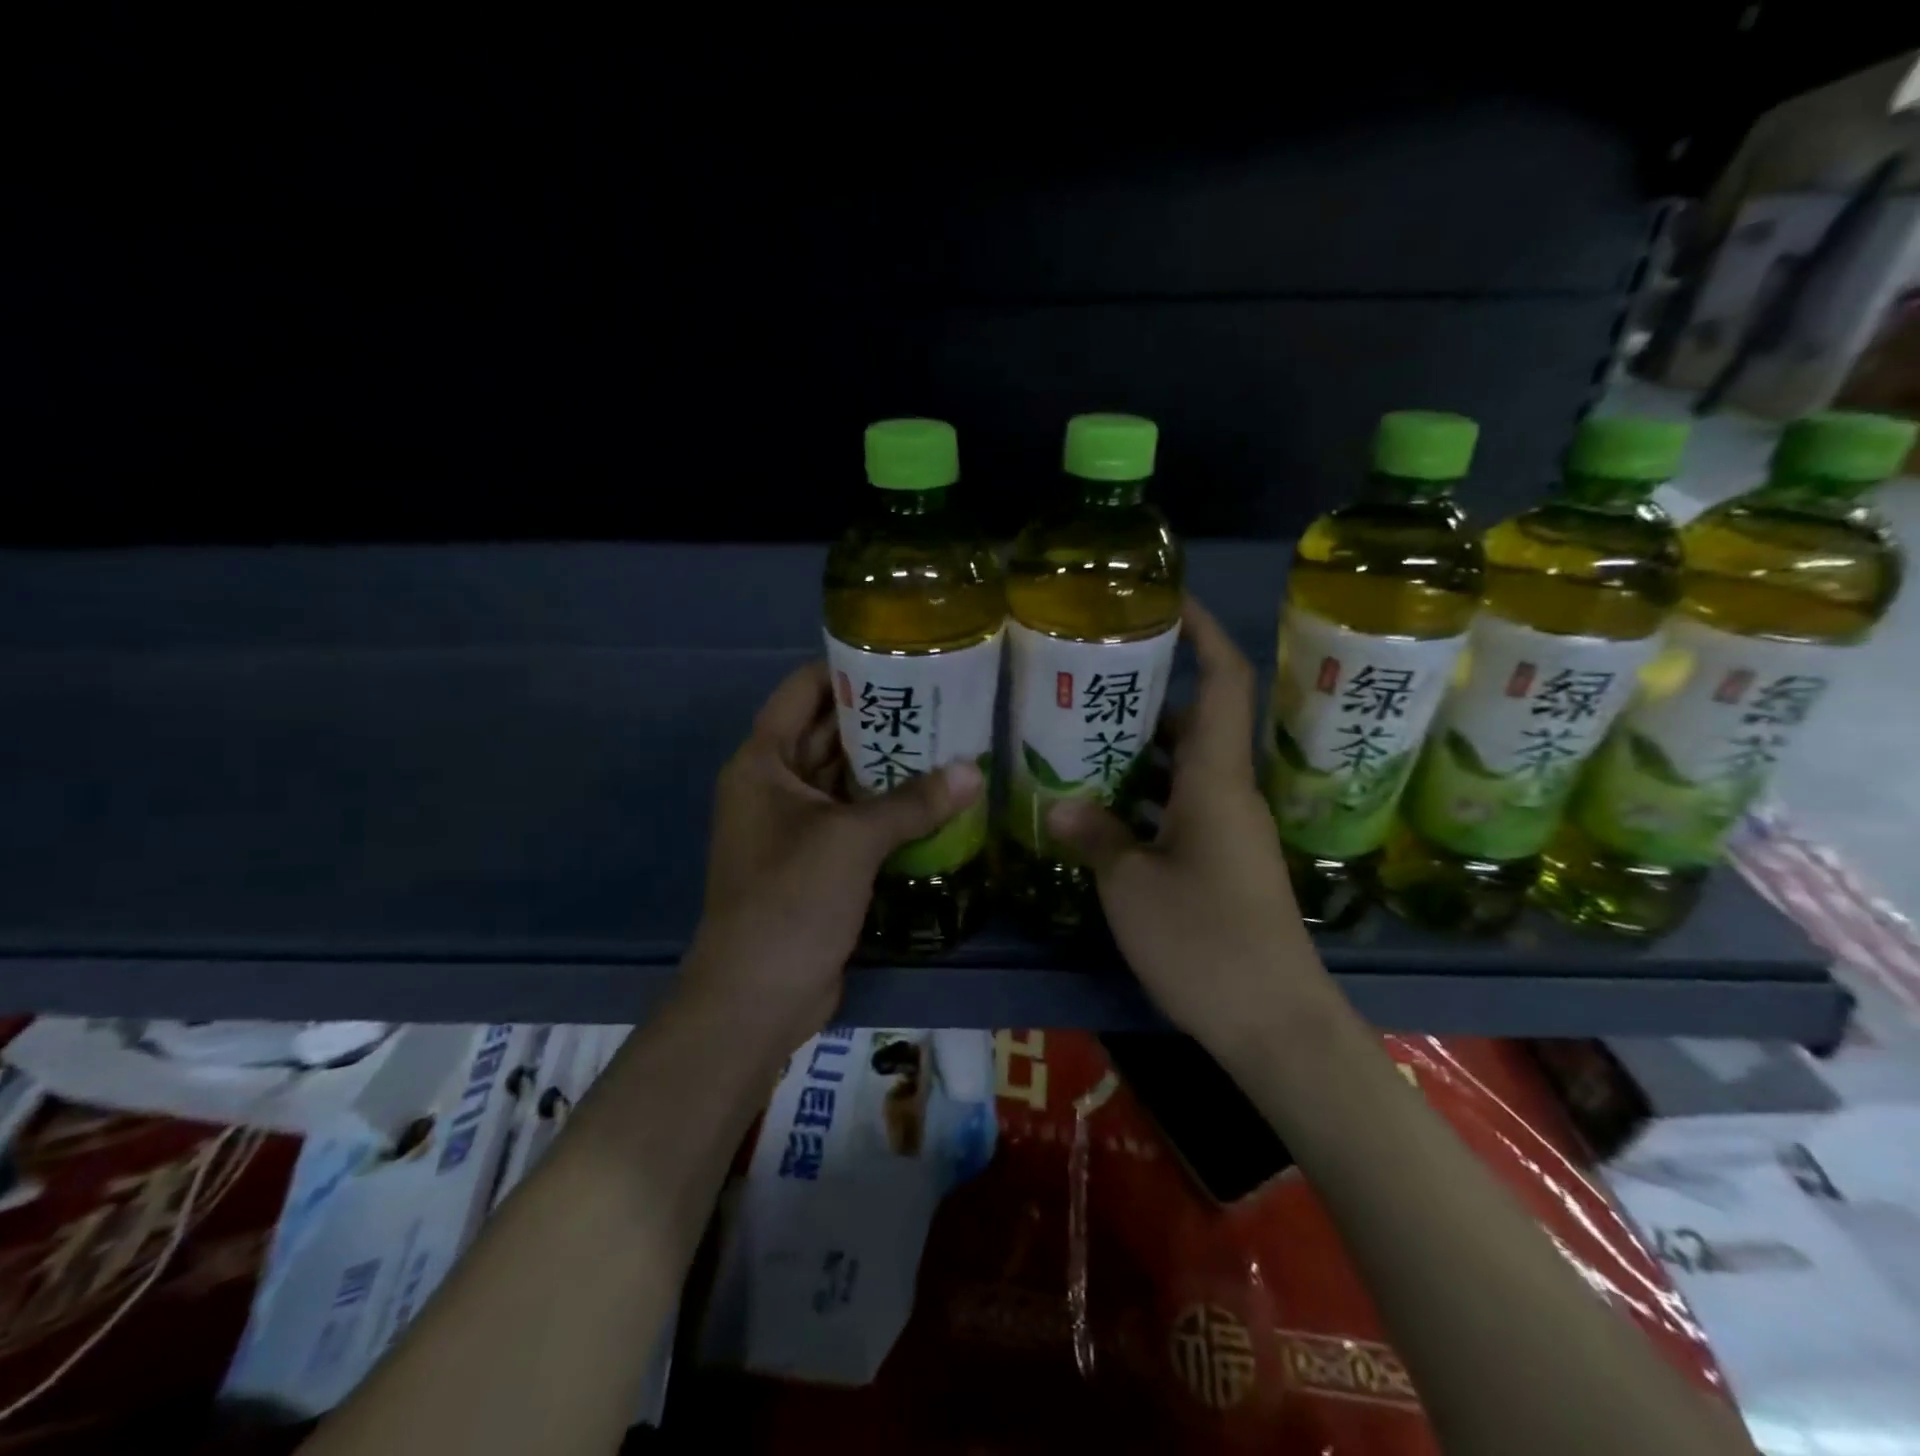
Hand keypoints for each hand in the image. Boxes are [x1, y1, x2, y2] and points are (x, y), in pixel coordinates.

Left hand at [684, 661, 983, 1053]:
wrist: (758, 996)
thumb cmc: (791, 899)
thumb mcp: (852, 840)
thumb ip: (913, 801)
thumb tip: (974, 771)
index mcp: (763, 762)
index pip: (802, 692)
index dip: (846, 670)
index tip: (901, 658)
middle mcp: (774, 785)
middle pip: (828, 734)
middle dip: (880, 718)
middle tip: (943, 700)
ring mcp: (795, 826)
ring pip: (846, 779)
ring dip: (889, 765)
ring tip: (949, 741)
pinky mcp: (817, 862)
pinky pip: (855, 819)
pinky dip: (888, 808)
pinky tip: (936, 798)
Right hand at [1046, 597, 1333, 1058]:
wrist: (1276, 1024)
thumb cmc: (1206, 942)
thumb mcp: (1133, 886)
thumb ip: (1098, 837)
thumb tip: (1062, 806)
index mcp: (1216, 780)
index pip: (1224, 681)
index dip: (1204, 633)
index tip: (1167, 600)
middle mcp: (1228, 794)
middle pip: (1195, 720)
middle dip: (1149, 692)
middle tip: (1090, 678)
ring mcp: (1228, 831)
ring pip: (1183, 768)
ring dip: (1139, 750)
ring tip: (1080, 737)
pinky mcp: (1222, 864)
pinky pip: (1180, 808)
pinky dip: (1144, 798)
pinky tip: (1099, 810)